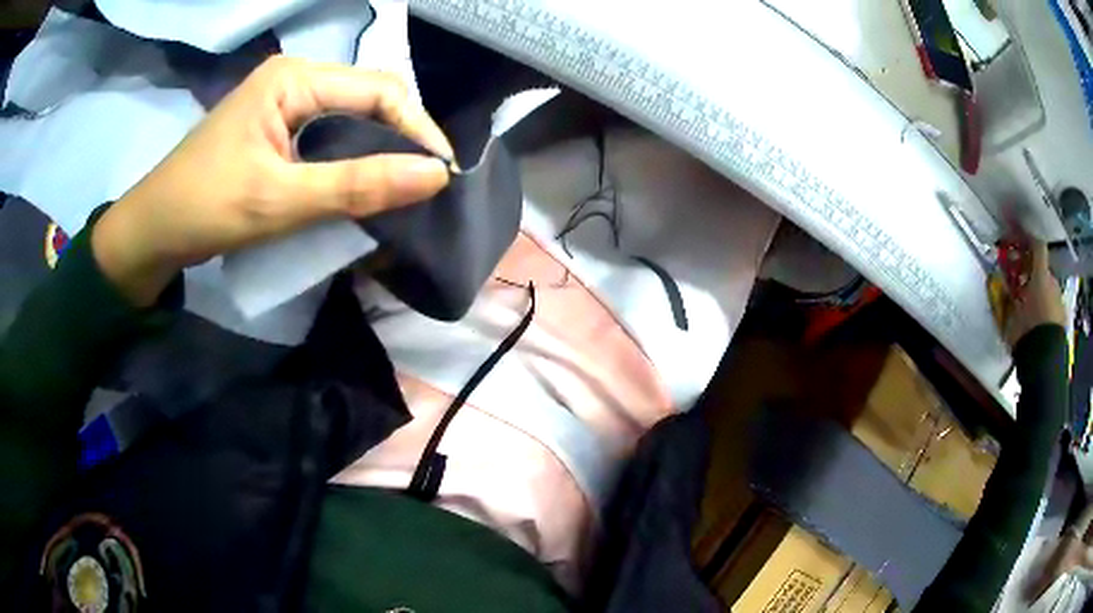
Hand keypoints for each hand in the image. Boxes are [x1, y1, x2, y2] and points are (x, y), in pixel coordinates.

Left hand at [91, 56, 453, 305]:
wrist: (151, 232)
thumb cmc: (204, 208)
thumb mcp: (279, 200)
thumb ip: (356, 186)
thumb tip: (435, 176)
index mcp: (294, 78)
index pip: (377, 90)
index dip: (416, 128)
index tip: (442, 175)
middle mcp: (294, 78)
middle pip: (368, 98)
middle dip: (401, 137)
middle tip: (425, 183)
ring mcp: (284, 102)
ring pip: (351, 117)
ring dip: (378, 149)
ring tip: (403, 185)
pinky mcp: (277, 127)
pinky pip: (329, 134)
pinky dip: (352, 159)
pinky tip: (363, 182)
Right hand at [997, 241, 1065, 347]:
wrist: (1044, 362)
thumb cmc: (1026, 333)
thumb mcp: (1010, 316)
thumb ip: (1006, 296)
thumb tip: (997, 281)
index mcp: (1041, 275)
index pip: (1037, 246)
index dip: (1029, 238)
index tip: (1019, 236)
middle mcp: (1052, 282)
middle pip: (1043, 269)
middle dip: (1033, 273)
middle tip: (1022, 281)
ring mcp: (1059, 301)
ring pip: (1049, 289)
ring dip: (1040, 292)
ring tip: (1030, 305)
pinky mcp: (1062, 319)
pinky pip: (1053, 307)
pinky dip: (1046, 308)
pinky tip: (1039, 320)